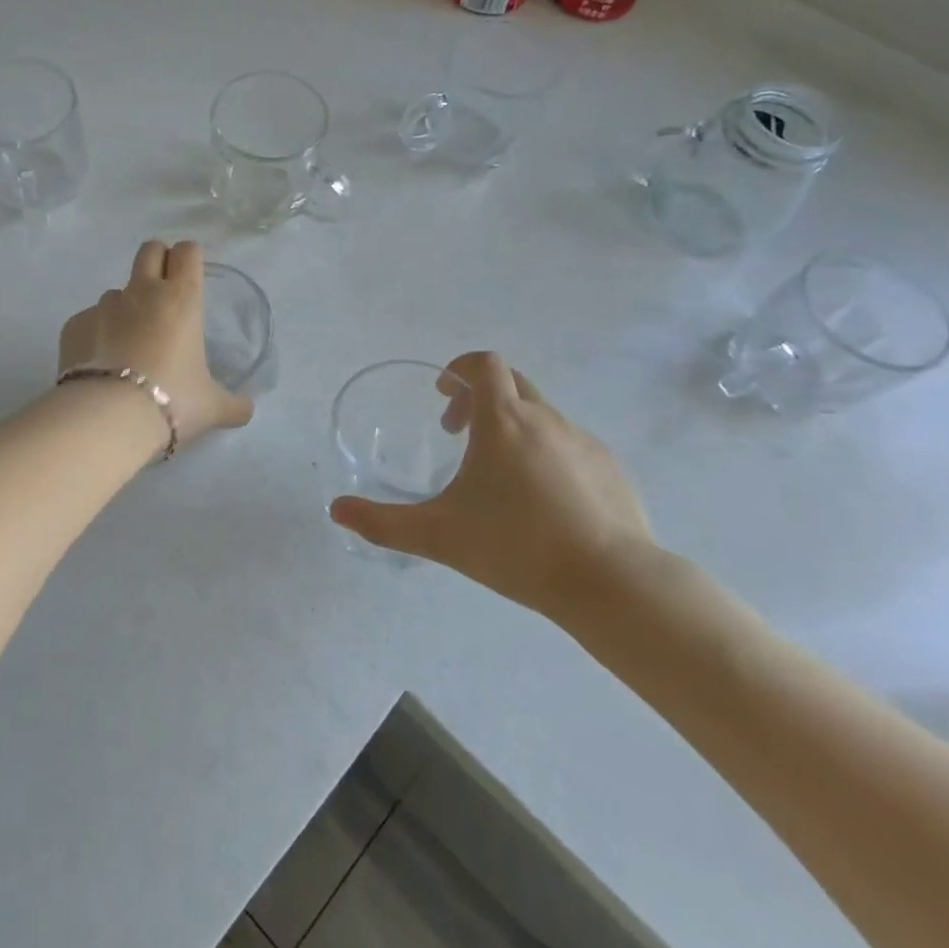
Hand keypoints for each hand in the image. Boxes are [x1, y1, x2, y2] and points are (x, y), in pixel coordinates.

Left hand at [58, 240, 254, 444]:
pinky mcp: (74, 325)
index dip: (190, 258)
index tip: (192, 277)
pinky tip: (101, 365)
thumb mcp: (212, 407)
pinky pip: (89, 321)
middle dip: (158, 261)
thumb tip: (248, 409)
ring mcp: (103, 306)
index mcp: (181, 298)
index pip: (188, 251)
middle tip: (164, 294)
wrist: (109, 417)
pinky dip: (96, 335)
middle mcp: (142, 292)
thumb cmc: (172, 400)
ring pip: (117, 291)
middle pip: (150, 250)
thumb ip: (234, 404)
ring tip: (130, 345)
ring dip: (126, 308)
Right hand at [329, 352, 654, 620]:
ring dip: (514, 428)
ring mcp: (584, 442)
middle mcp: (546, 419)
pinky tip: (544, 503)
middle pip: (512, 382)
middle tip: (460, 435)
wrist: (610, 583)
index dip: (460, 368)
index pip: (485, 364)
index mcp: (504, 420)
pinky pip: (571, 445)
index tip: (443, 397)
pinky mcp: (612, 469)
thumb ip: (382, 522)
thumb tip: (336, 511)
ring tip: (500, 478)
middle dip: (480, 397)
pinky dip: (548, 455)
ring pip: (542, 415)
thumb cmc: (516, 546)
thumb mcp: (438, 535)